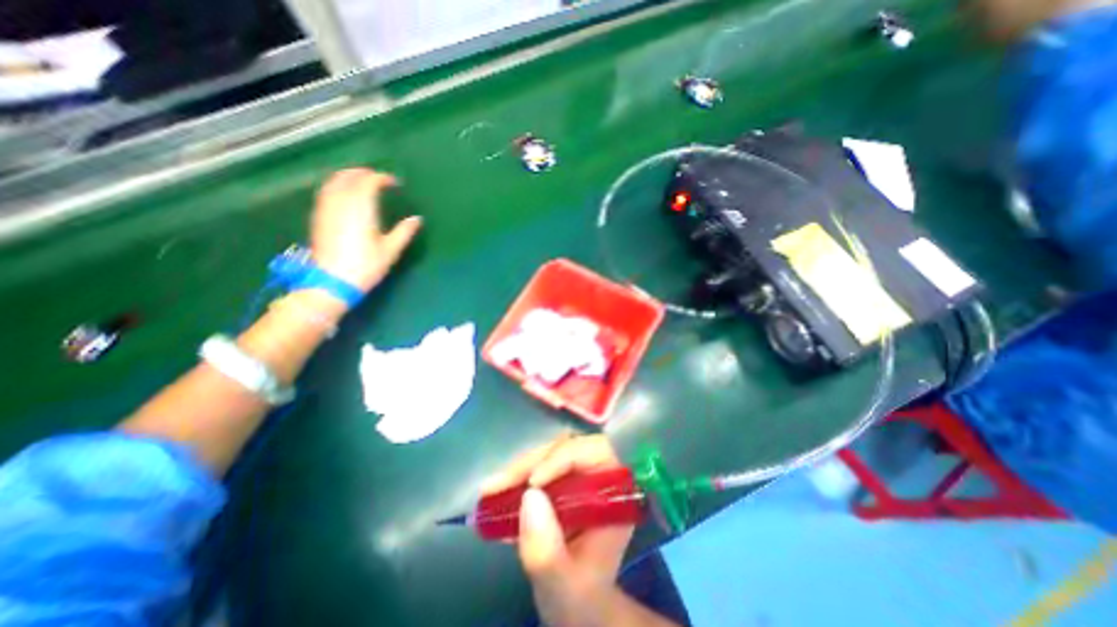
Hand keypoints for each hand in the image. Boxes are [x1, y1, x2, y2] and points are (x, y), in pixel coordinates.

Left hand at [308, 169, 423, 296]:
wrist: (332, 281)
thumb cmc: (365, 265)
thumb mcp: (390, 250)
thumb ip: (404, 232)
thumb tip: (417, 219)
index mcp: (361, 209)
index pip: (369, 182)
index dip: (382, 178)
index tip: (394, 183)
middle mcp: (341, 203)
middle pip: (348, 177)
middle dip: (362, 173)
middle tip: (377, 177)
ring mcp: (326, 209)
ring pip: (333, 182)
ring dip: (347, 176)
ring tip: (360, 181)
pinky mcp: (318, 217)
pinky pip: (326, 192)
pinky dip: (336, 186)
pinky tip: (344, 194)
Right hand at [484, 435, 631, 626]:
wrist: (581, 609)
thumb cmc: (581, 600)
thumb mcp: (564, 586)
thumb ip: (547, 551)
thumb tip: (529, 496)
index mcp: (615, 496)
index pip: (598, 452)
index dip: (566, 456)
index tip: (533, 482)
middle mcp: (600, 478)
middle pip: (569, 448)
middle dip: (531, 463)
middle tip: (496, 485)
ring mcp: (581, 477)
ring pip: (552, 453)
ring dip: (520, 469)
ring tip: (490, 490)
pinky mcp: (564, 481)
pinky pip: (541, 467)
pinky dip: (518, 479)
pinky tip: (496, 496)